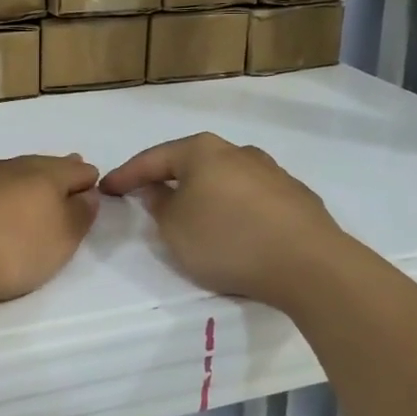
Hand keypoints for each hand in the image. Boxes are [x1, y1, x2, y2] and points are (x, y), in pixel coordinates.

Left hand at [0, 154, 99, 307]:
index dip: (87, 179)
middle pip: (40, 165)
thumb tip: (87, 194)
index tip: (93, 187)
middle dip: (55, 172)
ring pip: (5, 171)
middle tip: (65, 175)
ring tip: (24, 189)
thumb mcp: (59, 242)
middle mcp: (9, 167)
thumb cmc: (8, 251)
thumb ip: (79, 216)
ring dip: (18, 180)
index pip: (75, 170)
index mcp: (43, 176)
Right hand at [100, 133, 348, 308]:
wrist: (310, 264)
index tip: (106, 188)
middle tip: (148, 198)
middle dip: (168, 180)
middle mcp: (238, 151)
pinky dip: (235, 209)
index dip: (126, 175)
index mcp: (203, 151)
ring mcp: (272, 172)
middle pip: (192, 163)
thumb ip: (159, 205)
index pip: (153, 158)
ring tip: (195, 218)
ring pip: (225, 179)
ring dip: (205, 195)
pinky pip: (252, 199)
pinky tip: (236, 230)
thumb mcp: (175, 229)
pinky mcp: (296, 197)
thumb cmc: (228, 240)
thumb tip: (158, 189)